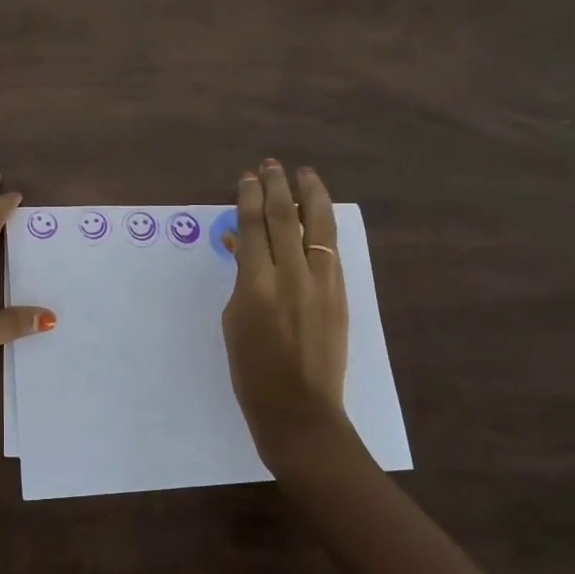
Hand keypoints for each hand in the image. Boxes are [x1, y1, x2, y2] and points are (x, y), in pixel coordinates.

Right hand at [222, 160, 355, 476]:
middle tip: (271, 165)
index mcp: (255, 284)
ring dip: (309, 194)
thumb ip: (240, 278)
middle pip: (283, 216)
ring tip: (305, 173)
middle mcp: (291, 275)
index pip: (252, 225)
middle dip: (276, 185)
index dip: (248, 196)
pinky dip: (323, 225)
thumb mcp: (234, 320)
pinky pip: (331, 248)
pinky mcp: (340, 293)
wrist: (300, 408)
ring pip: (317, 225)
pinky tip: (318, 212)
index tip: (247, 177)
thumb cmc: (252, 370)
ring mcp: (321, 282)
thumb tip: (241, 247)